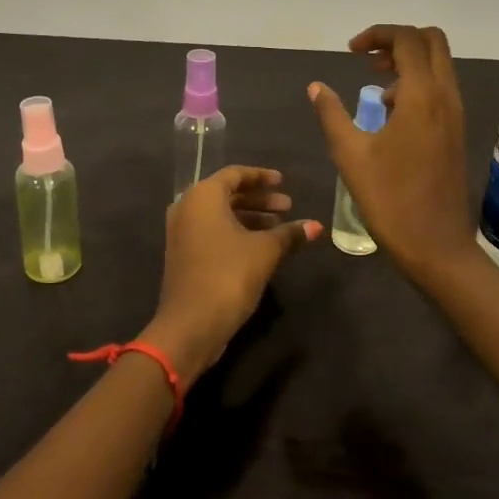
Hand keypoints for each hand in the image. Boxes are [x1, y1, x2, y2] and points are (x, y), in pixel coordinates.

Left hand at [147, 166, 320, 382]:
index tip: (283, 182)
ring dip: (250, 218)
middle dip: (259, 200)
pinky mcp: (184, 255)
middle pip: (227, 194)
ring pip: (220, 215)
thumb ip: (290, 234)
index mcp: (203, 197)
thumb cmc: (229, 275)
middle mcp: (187, 208)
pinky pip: (213, 232)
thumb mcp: (265, 251)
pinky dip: (236, 233)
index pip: (235, 174)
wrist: (191, 324)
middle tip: (288, 206)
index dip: (261, 176)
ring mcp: (182, 233)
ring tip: (280, 227)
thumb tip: (316, 226)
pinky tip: (261, 246)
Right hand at [308, 24, 478, 282]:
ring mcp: (456, 114)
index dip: (377, 35)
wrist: (435, 245)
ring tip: (376, 87)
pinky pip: (441, 89)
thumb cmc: (389, 198)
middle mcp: (446, 96)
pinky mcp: (456, 132)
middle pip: (432, 42)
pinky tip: (392, 115)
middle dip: (398, 41)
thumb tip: (316, 87)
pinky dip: (418, 85)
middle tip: (367, 60)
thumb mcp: (350, 154)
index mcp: (422, 95)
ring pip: (439, 65)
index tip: (351, 52)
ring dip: (409, 62)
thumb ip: (331, 113)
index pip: (407, 40)